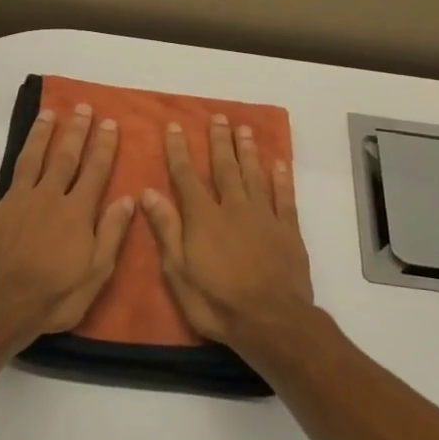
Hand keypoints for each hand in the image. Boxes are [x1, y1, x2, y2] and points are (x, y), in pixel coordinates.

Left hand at [0, 103, 134, 346]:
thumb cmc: (53, 296)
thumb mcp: (96, 273)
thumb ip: (112, 234)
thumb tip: (127, 199)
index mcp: (75, 212)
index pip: (94, 171)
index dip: (104, 146)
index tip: (110, 123)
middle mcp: (46, 197)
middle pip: (63, 157)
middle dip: (75, 131)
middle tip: (82, 107)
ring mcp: (13, 202)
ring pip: (28, 160)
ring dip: (38, 136)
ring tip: (47, 114)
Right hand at [140, 114, 313, 349]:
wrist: (271, 322)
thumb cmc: (217, 303)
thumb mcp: (179, 273)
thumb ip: (166, 230)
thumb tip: (149, 193)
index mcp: (204, 218)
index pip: (187, 176)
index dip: (179, 151)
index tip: (174, 127)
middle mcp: (234, 208)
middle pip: (225, 168)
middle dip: (219, 141)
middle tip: (217, 117)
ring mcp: (264, 217)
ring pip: (254, 175)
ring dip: (248, 151)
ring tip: (244, 129)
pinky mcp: (288, 230)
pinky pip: (284, 197)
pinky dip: (281, 178)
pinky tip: (278, 163)